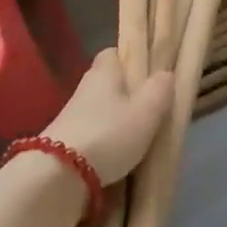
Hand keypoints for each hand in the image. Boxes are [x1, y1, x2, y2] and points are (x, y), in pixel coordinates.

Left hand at [40, 49, 173, 184]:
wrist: (60, 173)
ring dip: (114, 118)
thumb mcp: (146, 111)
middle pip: (108, 82)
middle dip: (125, 92)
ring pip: (100, 108)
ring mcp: (71, 114)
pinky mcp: (64, 140)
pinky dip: (103, 139)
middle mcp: (85, 86)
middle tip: (149, 109)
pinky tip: (116, 155)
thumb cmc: (109, 133)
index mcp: (104, 71)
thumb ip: (160, 89)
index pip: (114, 53)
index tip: (148, 74)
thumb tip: (166, 73)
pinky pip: (91, 131)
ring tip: (137, 137)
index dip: (130, 59)